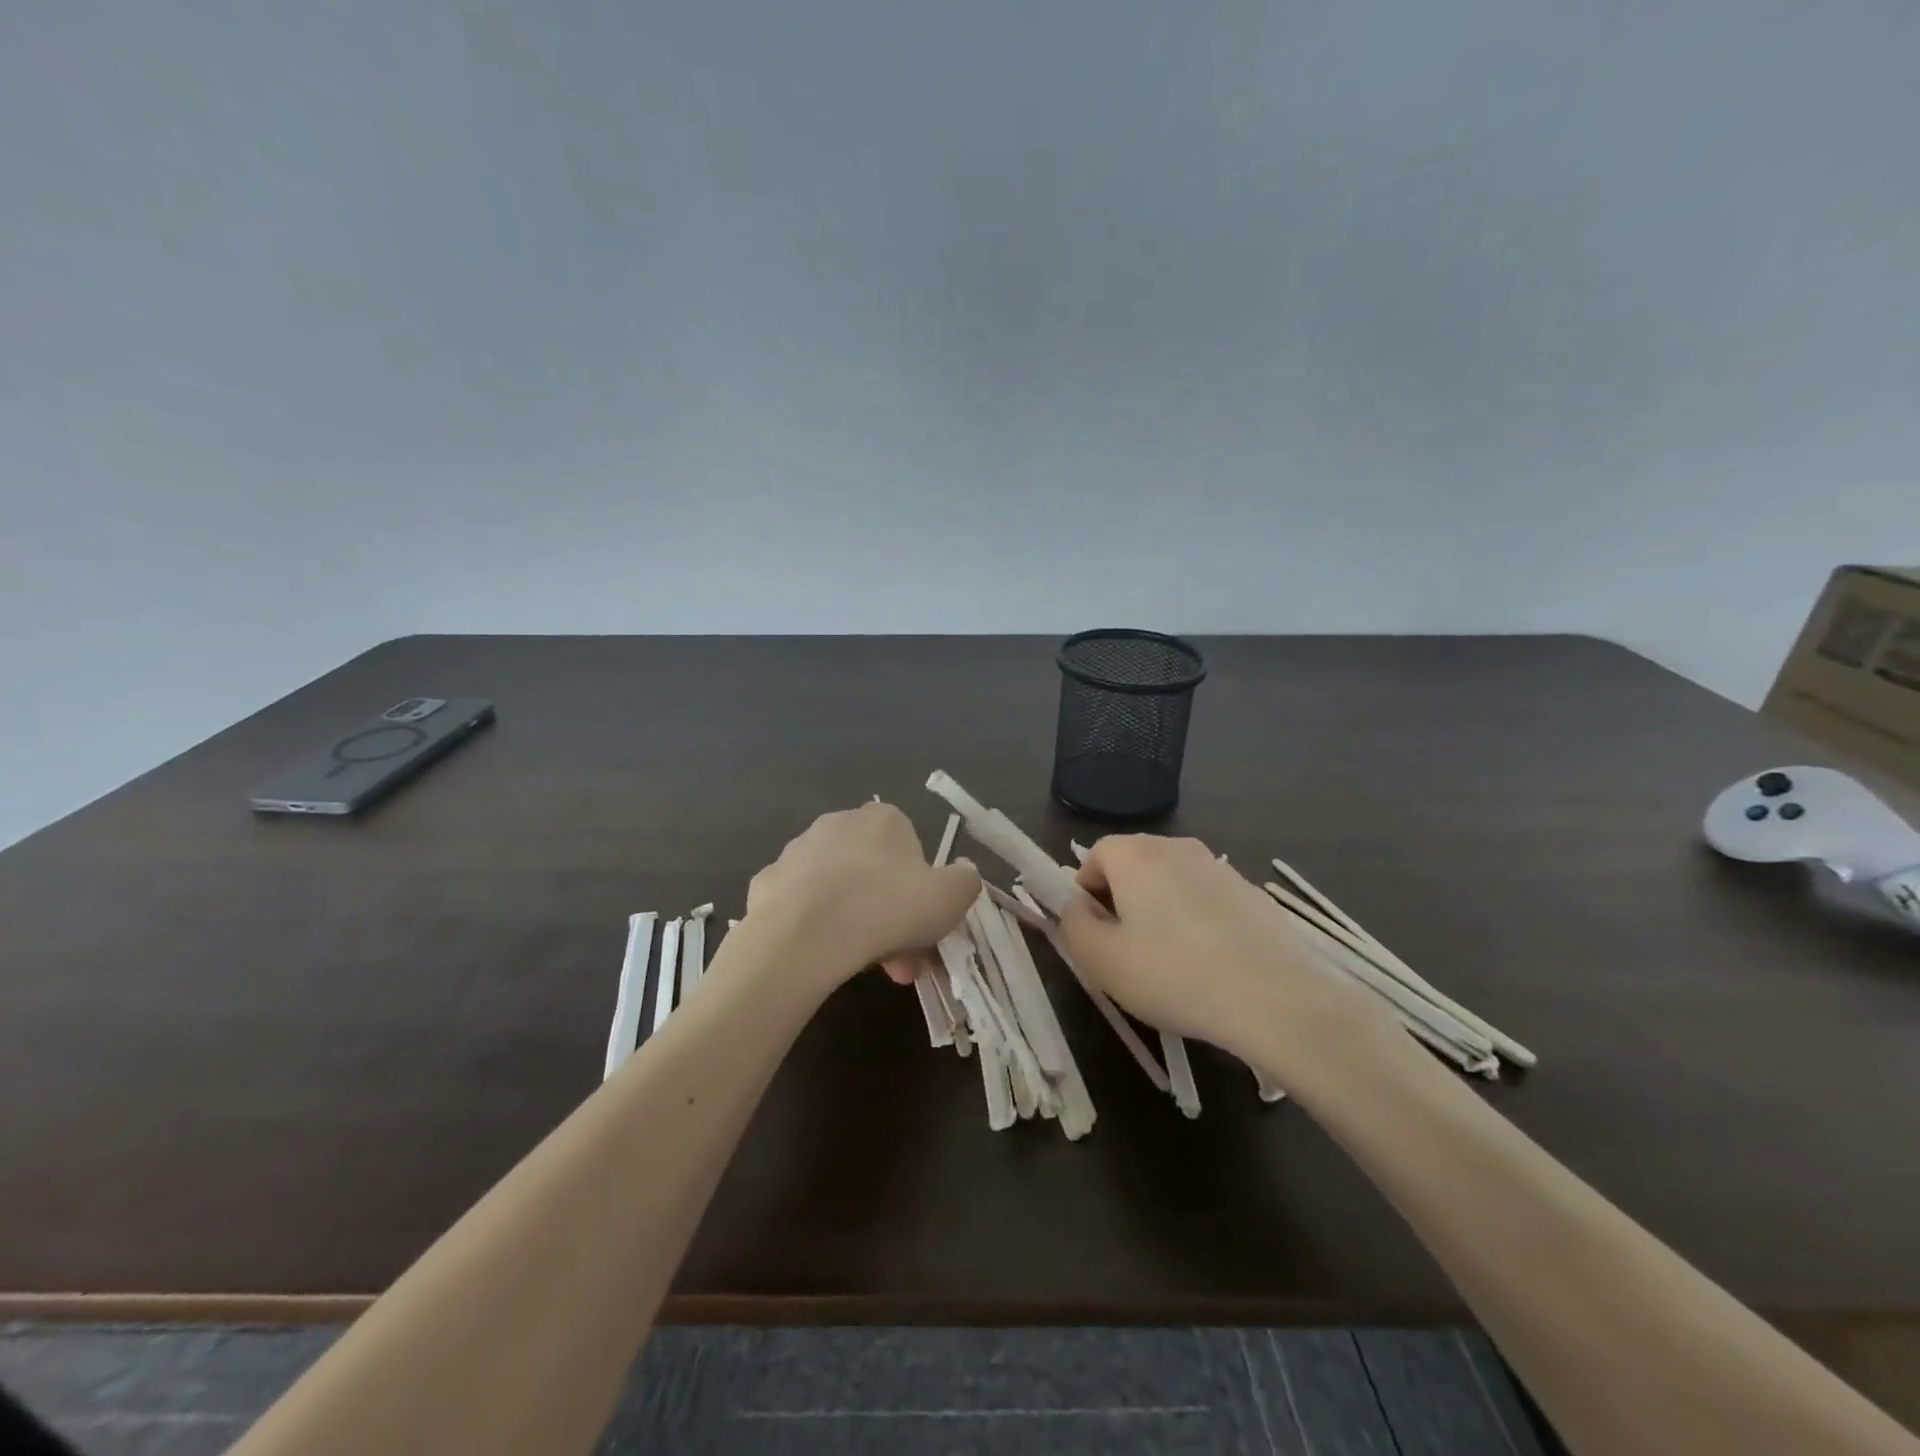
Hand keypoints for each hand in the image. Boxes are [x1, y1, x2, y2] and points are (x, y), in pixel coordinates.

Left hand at [744, 801, 980, 991]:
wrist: (804, 935)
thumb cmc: (886, 908)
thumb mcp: (951, 897)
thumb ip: (965, 880)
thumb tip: (962, 872)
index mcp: (884, 820)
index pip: (910, 847)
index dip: (921, 890)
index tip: (924, 927)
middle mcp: (839, 823)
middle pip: (874, 874)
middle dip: (890, 917)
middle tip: (899, 962)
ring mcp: (797, 851)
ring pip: (838, 890)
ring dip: (854, 923)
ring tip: (860, 967)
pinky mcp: (766, 882)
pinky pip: (800, 905)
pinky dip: (813, 927)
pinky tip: (820, 955)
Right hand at [1055, 835, 1397, 1075]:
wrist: (1275, 998)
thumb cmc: (1173, 975)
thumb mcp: (1102, 961)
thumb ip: (1074, 926)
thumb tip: (1077, 909)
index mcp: (1135, 854)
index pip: (1095, 856)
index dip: (1087, 893)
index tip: (1096, 934)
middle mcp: (1176, 847)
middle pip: (1134, 865)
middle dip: (1123, 900)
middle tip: (1128, 950)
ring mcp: (1219, 867)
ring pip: (1172, 882)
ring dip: (1161, 910)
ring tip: (1173, 961)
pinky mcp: (1252, 892)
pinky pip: (1207, 898)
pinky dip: (1199, 920)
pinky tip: (1211, 963)